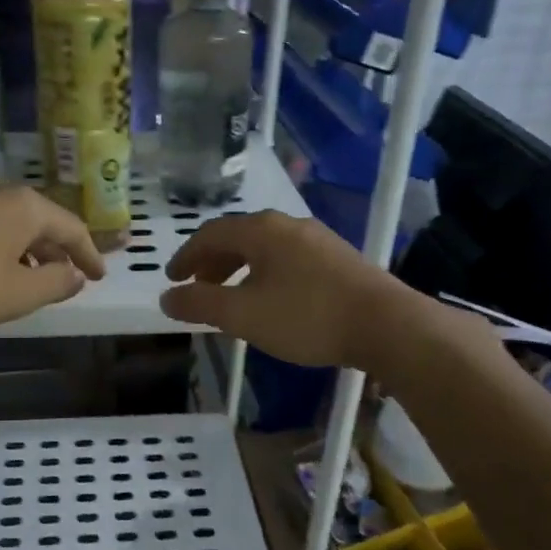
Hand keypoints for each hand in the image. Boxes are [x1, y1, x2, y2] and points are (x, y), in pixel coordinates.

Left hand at [0, 183, 105, 332]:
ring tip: (31, 280)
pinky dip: (0, 250)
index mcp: (26, 207)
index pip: (72, 228)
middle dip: (58, 252)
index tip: (99, 277)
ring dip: (28, 252)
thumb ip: (55, 284)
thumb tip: (74, 275)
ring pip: (11, 225)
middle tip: (68, 278)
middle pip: (41, 222)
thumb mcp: (17, 293)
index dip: (89, 255)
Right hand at [159, 211, 404, 368]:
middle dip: (211, 262)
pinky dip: (264, 274)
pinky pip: (286, 259)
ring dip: (238, 268)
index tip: (172, 279)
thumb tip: (165, 298)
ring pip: (264, 248)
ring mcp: (317, 239)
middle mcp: (287, 224)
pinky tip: (270, 299)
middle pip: (237, 236)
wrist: (385, 324)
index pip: (209, 234)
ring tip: (230, 296)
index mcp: (261, 230)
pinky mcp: (337, 258)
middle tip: (196, 287)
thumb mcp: (242, 315)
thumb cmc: (306, 316)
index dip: (185, 256)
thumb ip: (200, 305)